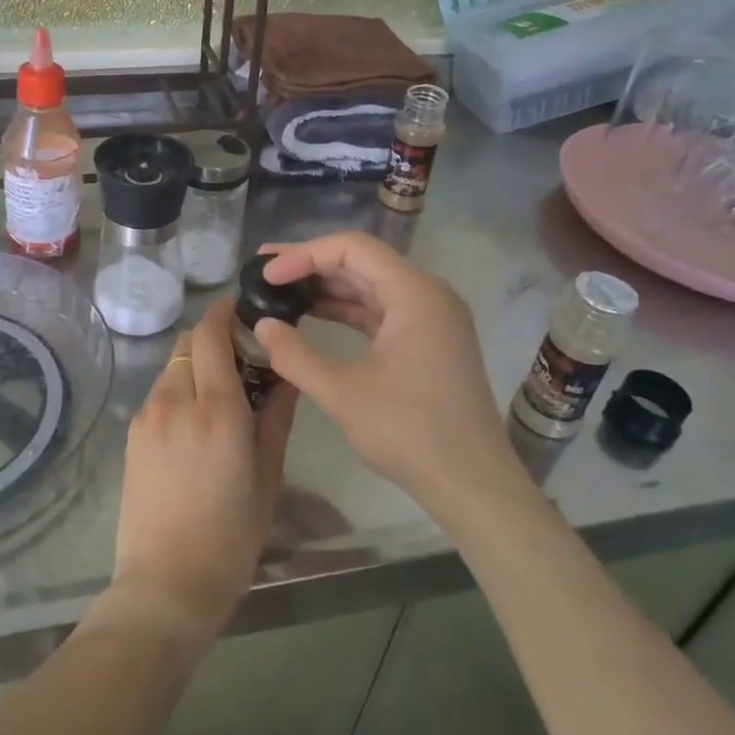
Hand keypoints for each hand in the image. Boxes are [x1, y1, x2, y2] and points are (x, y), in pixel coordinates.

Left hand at [100, 300, 295, 650]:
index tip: (244, 309)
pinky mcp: (131, 435)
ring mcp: (147, 416)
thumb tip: (286, 375)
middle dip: (213, 336)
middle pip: (188, 342)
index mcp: (216, 409)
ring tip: (220, 393)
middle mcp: (175, 401)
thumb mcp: (268, 476)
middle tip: (240, 355)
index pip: (211, 333)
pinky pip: (159, 394)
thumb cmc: (231, 537)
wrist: (165, 585)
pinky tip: (194, 422)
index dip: (226, 311)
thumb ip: (276, 416)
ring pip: (172, 367)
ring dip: (195, 364)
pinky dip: (179, 390)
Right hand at [253, 233, 521, 516]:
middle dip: (311, 265)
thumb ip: (295, 354)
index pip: (352, 249)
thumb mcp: (342, 393)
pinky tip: (312, 316)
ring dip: (326, 288)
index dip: (304, 254)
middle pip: (362, 262)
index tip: (267, 274)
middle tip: (263, 271)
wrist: (472, 485)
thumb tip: (262, 325)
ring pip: (370, 287)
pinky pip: (380, 312)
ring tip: (280, 289)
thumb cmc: (410, 432)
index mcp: (415, 293)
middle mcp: (427, 295)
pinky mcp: (428, 342)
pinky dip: (346, 311)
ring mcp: (431, 319)